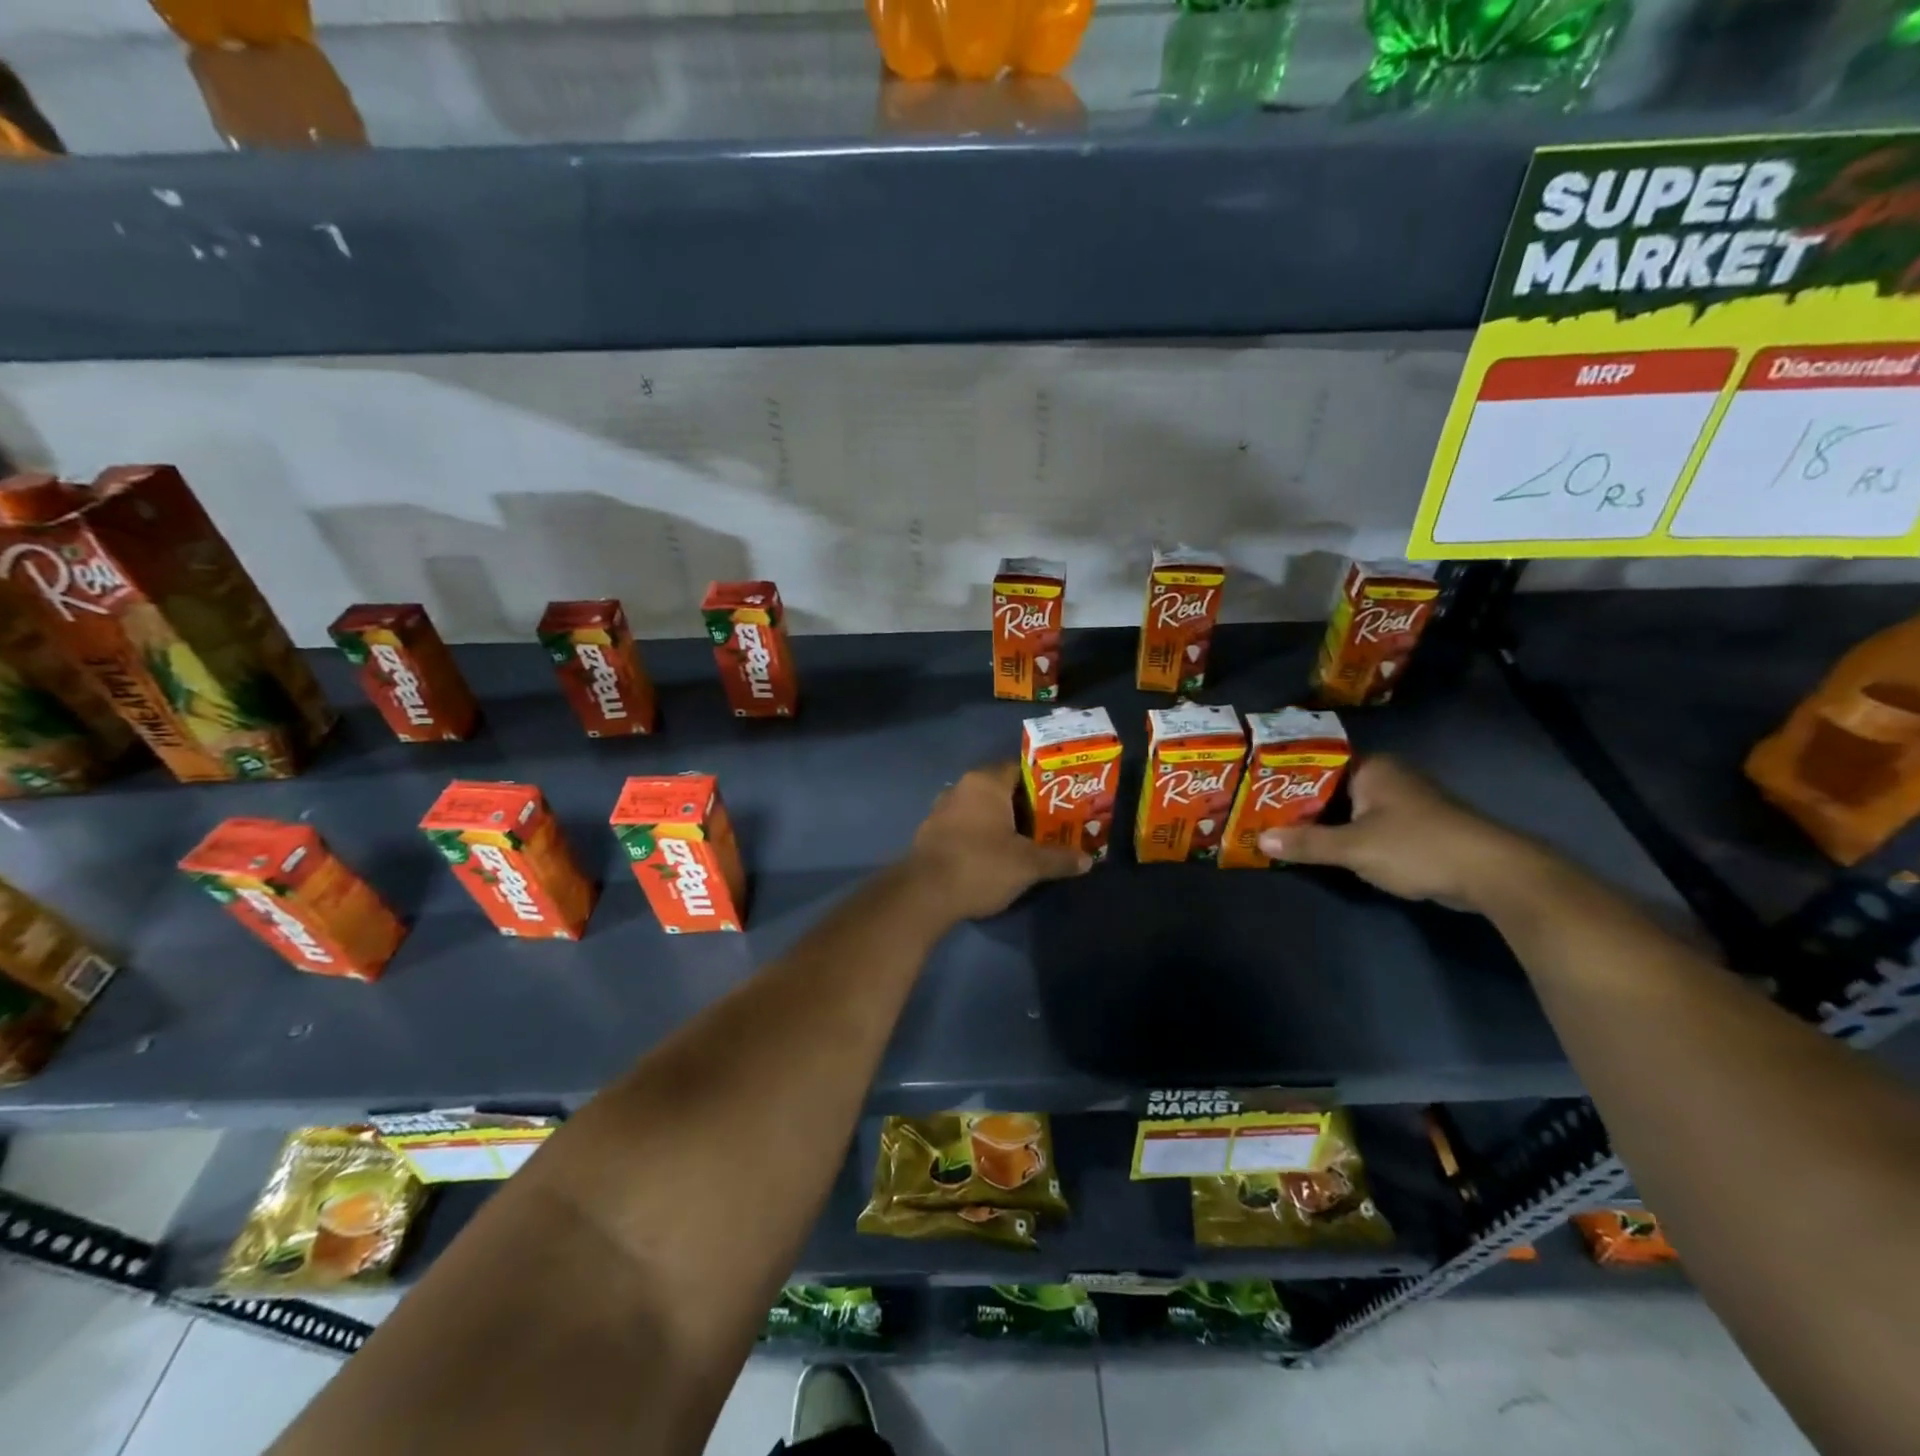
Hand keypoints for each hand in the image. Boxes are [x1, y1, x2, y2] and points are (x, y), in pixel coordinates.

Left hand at [905, 762, 1090, 919]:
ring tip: (1027, 841)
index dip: (1044, 783)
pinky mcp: (930, 833)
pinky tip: (996, 855)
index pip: (1020, 769)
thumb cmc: (980, 865)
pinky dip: (981, 835)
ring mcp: (941, 810)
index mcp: (985, 782)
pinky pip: (964, 826)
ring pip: (981, 809)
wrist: (924, 894)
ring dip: (1002, 822)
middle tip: (1051, 823)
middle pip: (1001, 789)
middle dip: (1025, 806)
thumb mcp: (1027, 865)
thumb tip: (1088, 860)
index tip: (1063, 799)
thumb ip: (1058, 859)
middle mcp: (960, 788)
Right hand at [1257, 756, 1544, 910]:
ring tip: (1285, 834)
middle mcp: (1390, 777)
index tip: (1257, 793)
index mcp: (1373, 769)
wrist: (1493, 874)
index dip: (1287, 779)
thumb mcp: (1354, 847)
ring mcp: (1406, 802)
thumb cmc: (1417, 847)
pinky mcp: (1418, 828)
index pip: (1318, 764)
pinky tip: (1327, 850)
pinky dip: (1349, 836)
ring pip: (1352, 808)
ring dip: (1325, 823)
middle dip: (1302, 805)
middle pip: (1333, 788)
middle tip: (1262, 817)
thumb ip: (1307, 843)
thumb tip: (1259, 839)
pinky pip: (1370, 825)